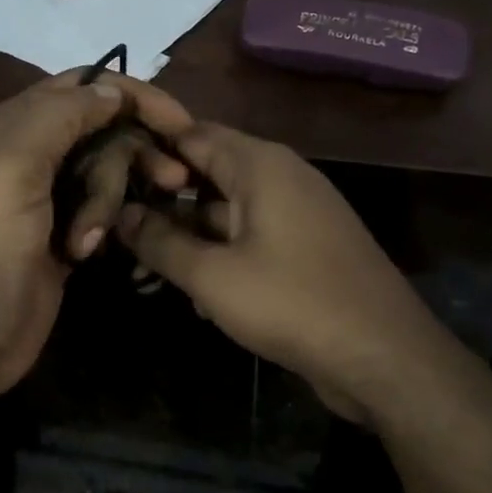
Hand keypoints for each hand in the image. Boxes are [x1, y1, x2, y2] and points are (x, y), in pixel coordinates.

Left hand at [0, 70, 193, 415]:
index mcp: (15, 123)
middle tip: (171, 183)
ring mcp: (49, 196)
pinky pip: (104, 210)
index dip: (134, 96)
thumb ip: (62, 114)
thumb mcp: (14, 163)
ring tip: (87, 240)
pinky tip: (85, 253)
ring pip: (108, 172)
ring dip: (108, 201)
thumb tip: (112, 90)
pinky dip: (102, 226)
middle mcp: (32, 152)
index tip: (180, 124)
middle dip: (131, 156)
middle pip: (105, 130)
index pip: (85, 85)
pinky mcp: (63, 234)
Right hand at [115, 123, 455, 421]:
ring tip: (142, 269)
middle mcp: (280, 177)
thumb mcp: (212, 275)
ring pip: (224, 211)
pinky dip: (218, 255)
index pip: (190, 134)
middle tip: (117, 229)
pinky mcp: (305, 248)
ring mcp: (296, 213)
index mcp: (260, 165)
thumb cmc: (292, 303)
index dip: (146, 151)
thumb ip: (160, 242)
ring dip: (186, 236)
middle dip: (161, 202)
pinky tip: (193, 295)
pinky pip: (248, 238)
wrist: (385, 358)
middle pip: (206, 173)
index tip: (106, 176)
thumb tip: (120, 214)